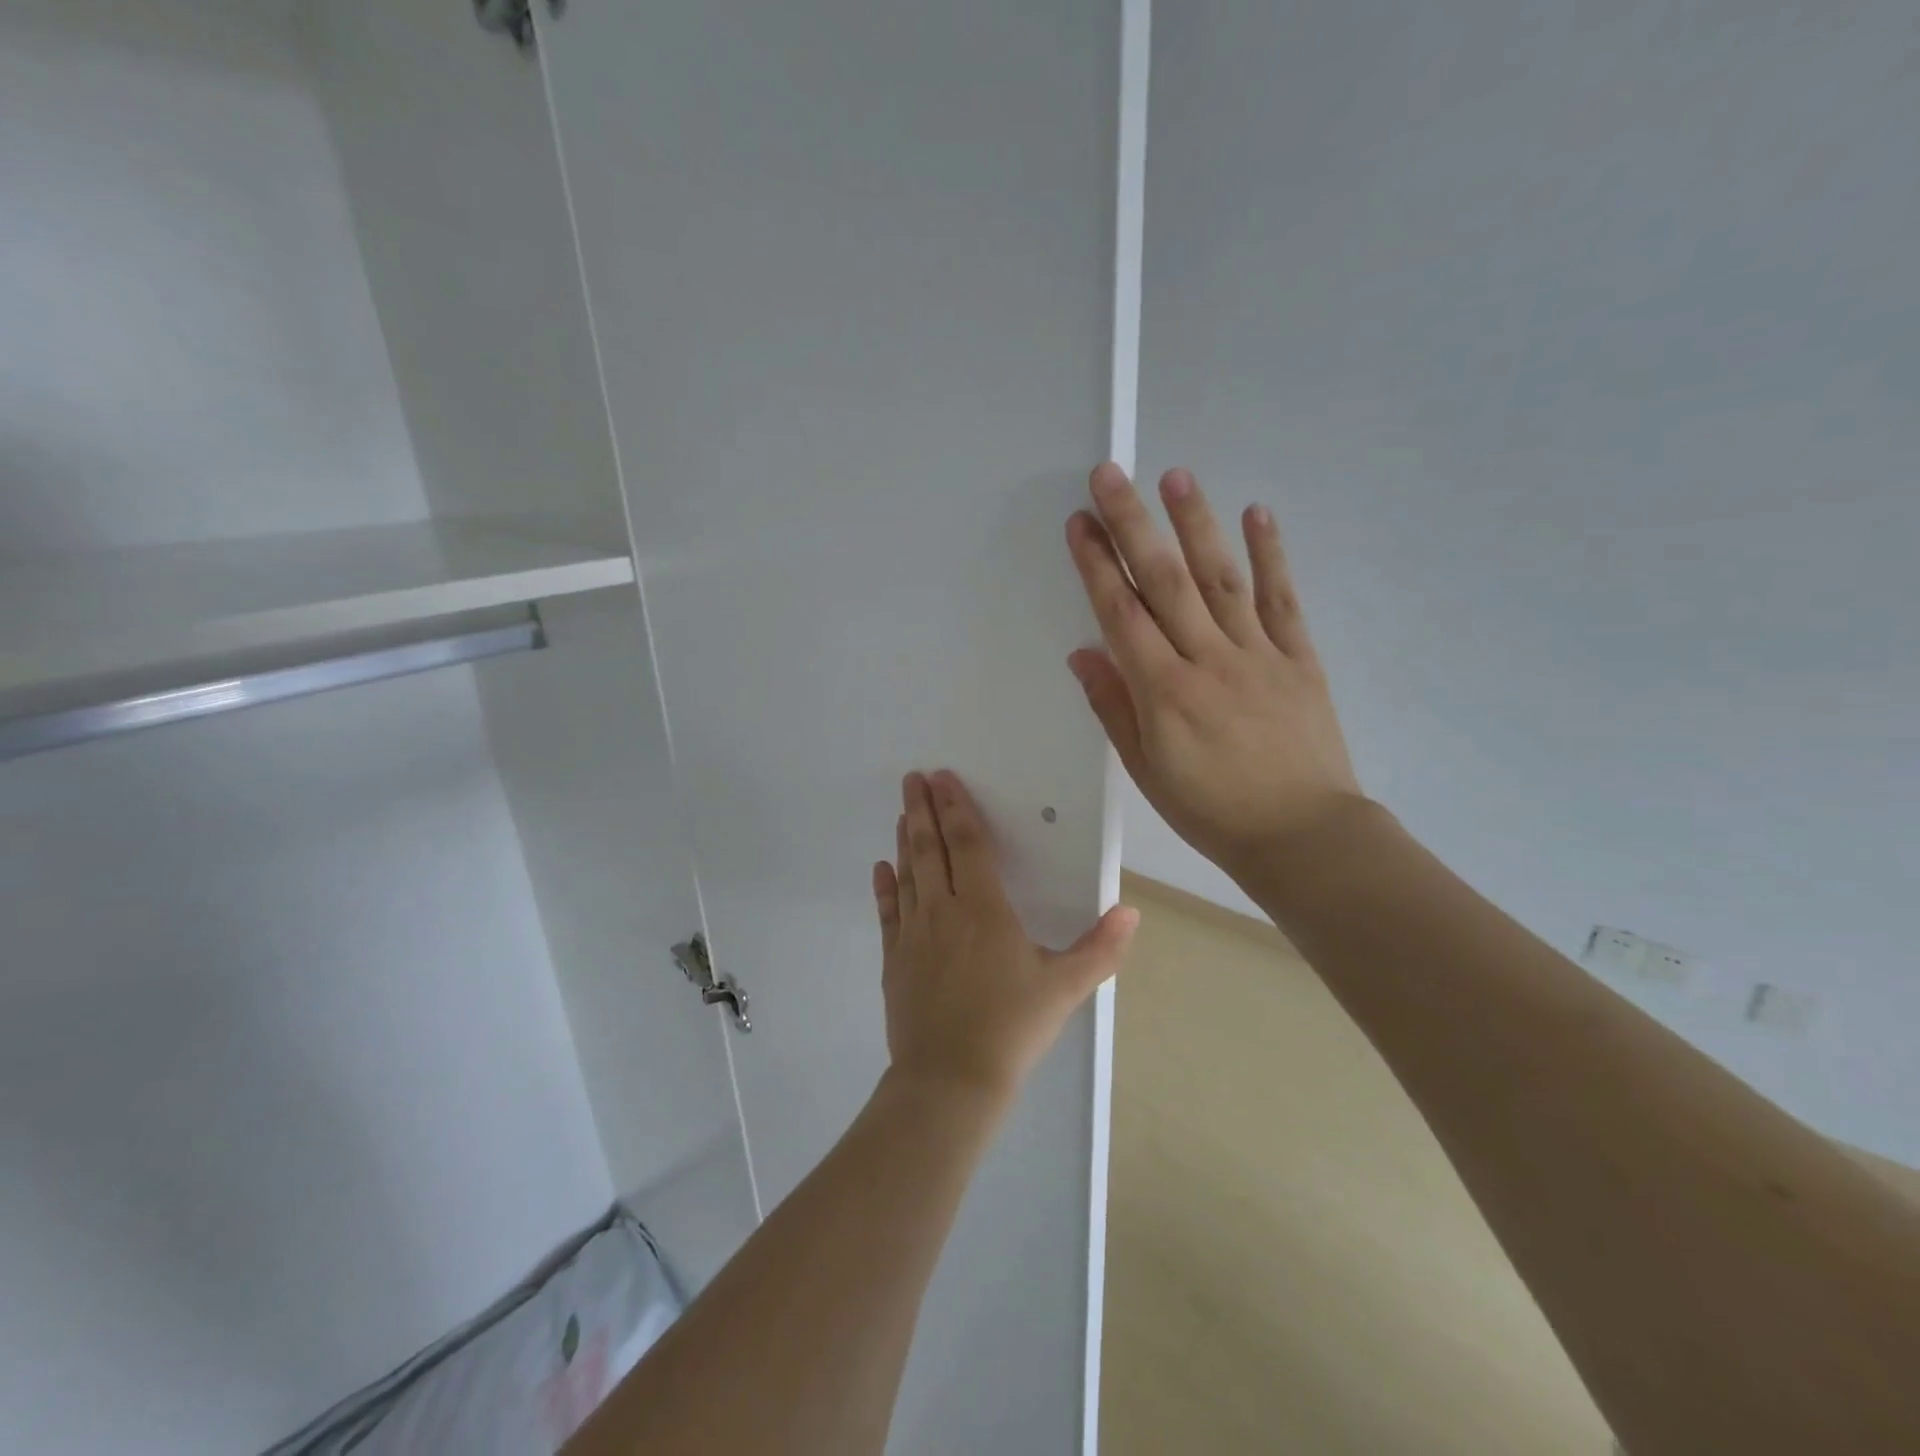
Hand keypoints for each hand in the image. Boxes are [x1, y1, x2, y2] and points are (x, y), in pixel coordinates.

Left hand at [873, 770, 1137, 1103]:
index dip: (956, 808)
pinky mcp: (894, 959)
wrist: (950, 1080)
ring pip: (908, 874)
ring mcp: (912, 934)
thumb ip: (1100, 948)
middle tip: (913, 778)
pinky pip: (887, 913)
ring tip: (902, 812)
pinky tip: (881, 867)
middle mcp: (943, 911)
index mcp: (983, 909)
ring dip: (905, 839)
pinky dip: (885, 887)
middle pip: (930, 848)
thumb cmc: (1011, 1028)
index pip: (967, 845)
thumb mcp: (1065, 988)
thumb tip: (1131, 912)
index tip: (942, 779)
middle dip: (923, 810)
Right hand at [1065, 462, 1366, 889]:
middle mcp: (1209, 660)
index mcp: (1164, 691)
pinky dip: (1271, 555)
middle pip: (1166, 582)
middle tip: (1112, 474)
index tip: (1081, 523)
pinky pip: (1283, 600)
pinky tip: (1257, 514)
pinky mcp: (1299, 658)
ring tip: (1177, 477)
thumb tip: (1084, 653)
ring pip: (1222, 579)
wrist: (1302, 836)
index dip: (1098, 565)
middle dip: (1134, 525)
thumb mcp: (1147, 770)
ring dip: (1197, 524)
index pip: (1122, 614)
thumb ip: (1114, 708)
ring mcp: (1258, 654)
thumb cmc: (1211, 811)